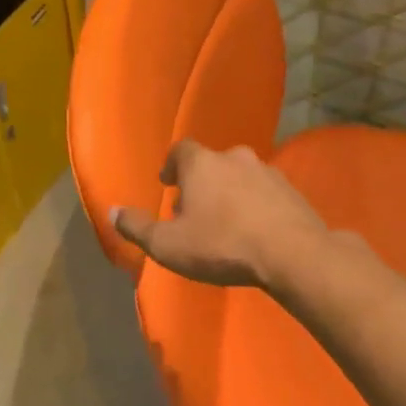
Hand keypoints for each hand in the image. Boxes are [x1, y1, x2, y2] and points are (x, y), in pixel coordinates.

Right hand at [111, 141, 327, 289]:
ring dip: (230, 194)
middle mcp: (235, 158)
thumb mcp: (168, 244)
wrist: (291, 254)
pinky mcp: (293, 192)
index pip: (181, 151)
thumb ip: (137, 228)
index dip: (172, 166)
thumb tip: (112, 212)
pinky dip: (256, 206)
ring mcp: (268, 172)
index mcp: (202, 163)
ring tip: (225, 223)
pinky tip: (255, 230)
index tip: (169, 184)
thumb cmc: (220, 245)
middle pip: (212, 164)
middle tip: (194, 211)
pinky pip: (265, 194)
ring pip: (241, 177)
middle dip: (201, 183)